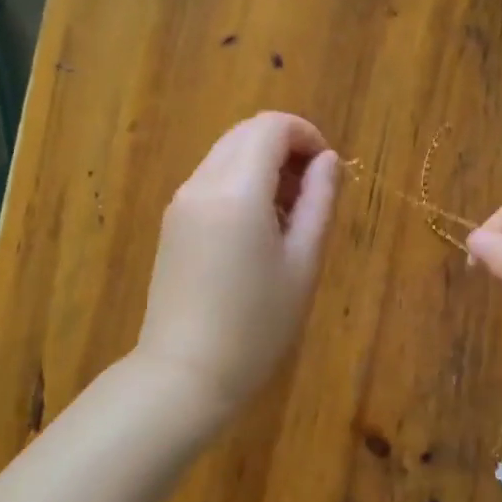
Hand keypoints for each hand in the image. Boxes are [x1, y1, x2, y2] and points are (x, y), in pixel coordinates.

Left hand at [135, 112, 340, 411]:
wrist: (186, 374)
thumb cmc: (257, 325)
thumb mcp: (303, 263)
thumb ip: (319, 202)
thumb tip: (328, 160)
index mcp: (236, 190)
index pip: (271, 127)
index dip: (307, 135)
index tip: (328, 171)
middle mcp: (202, 183)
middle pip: (246, 133)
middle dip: (286, 147)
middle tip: (312, 194)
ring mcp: (181, 202)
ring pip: (227, 154)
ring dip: (263, 165)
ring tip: (288, 217)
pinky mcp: (172, 222)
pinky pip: (211, 180)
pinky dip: (240, 183)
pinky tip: (257, 230)